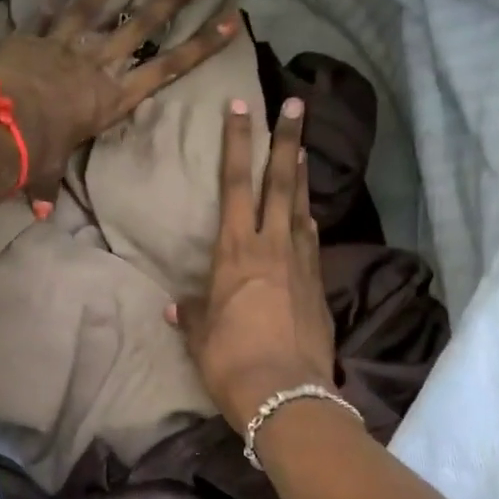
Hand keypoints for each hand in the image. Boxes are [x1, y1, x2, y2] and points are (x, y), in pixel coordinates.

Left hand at [0, 0, 240, 200]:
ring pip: (95, 6)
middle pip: (141, 26)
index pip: (167, 68)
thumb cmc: (33, 156)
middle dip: (170, 0)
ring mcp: (64, 46)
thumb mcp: (46, 173)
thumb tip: (40, 213)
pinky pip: (45, 12)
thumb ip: (47, 188)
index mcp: (111, 100)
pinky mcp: (31, 37)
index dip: (201, 46)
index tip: (229, 22)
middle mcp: (97, 66)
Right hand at [169, 97, 336, 427]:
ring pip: (301, 208)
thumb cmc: (231, 361)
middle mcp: (272, 247)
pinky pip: (312, 243)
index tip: (242, 106)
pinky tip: (308, 218)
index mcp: (235, 251)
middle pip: (279, 182)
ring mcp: (302, 264)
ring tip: (303, 150)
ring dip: (301, 176)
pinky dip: (308, 224)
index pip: (235, 184)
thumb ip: (194, 315)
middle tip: (295, 105)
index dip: (238, 143)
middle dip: (286, 140)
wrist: (286, 394)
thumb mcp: (202, 338)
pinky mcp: (319, 287)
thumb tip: (179, 308)